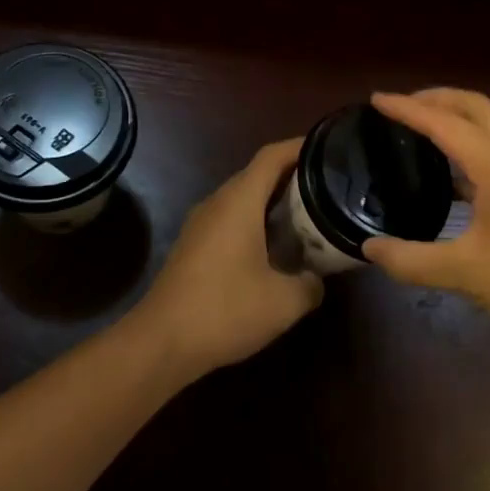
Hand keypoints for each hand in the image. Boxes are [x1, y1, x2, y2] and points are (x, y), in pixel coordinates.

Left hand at [133, 138, 323, 377]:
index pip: (272, 156)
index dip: (300, 146)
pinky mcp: (193, 246)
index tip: (329, 147)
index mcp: (239, 202)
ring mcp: (201, 224)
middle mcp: (218, 203)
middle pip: (258, 174)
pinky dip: (257, 221)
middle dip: (293, 174)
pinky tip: (276, 246)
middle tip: (328, 185)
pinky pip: (231, 219)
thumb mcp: (284, 302)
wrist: (160, 344)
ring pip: (243, 198)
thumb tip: (317, 278)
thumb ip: (311, 284)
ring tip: (309, 213)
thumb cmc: (225, 311)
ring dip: (274, 200)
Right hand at [362, 89, 489, 342]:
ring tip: (422, 130)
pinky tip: (452, 173)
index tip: (375, 99)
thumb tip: (369, 249)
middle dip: (436, 98)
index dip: (406, 108)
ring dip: (456, 117)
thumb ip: (411, 260)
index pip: (443, 122)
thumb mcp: (464, 271)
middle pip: (474, 106)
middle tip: (400, 107)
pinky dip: (470, 142)